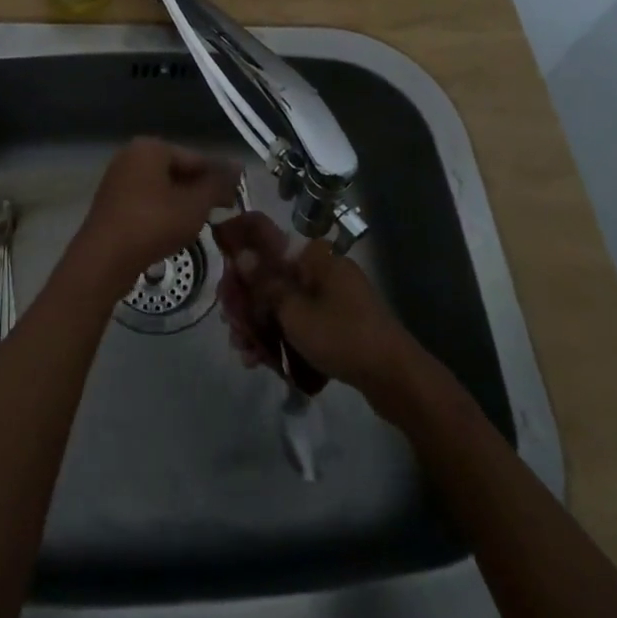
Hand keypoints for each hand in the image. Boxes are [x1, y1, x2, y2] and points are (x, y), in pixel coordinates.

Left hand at [69, 138, 241, 298]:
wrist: (103, 260)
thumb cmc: (153, 224)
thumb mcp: (194, 204)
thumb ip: (218, 183)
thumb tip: (238, 165)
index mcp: (150, 148)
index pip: (196, 158)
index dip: (218, 180)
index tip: (233, 203)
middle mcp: (131, 156)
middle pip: (178, 171)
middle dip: (199, 193)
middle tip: (219, 216)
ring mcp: (118, 180)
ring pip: (163, 189)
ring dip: (182, 205)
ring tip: (198, 227)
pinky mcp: (112, 204)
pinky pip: (147, 202)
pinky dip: (163, 214)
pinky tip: (172, 233)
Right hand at [213, 212, 417, 395]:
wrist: (395, 378)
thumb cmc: (342, 335)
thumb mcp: (295, 312)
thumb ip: (265, 284)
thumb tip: (241, 254)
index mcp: (314, 256)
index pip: (268, 239)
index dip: (240, 251)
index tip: (221, 273)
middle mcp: (321, 270)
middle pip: (272, 276)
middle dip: (247, 302)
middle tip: (230, 326)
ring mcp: (330, 297)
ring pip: (283, 303)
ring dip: (259, 325)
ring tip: (243, 351)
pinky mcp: (336, 323)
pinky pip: (299, 322)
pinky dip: (280, 337)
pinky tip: (260, 361)